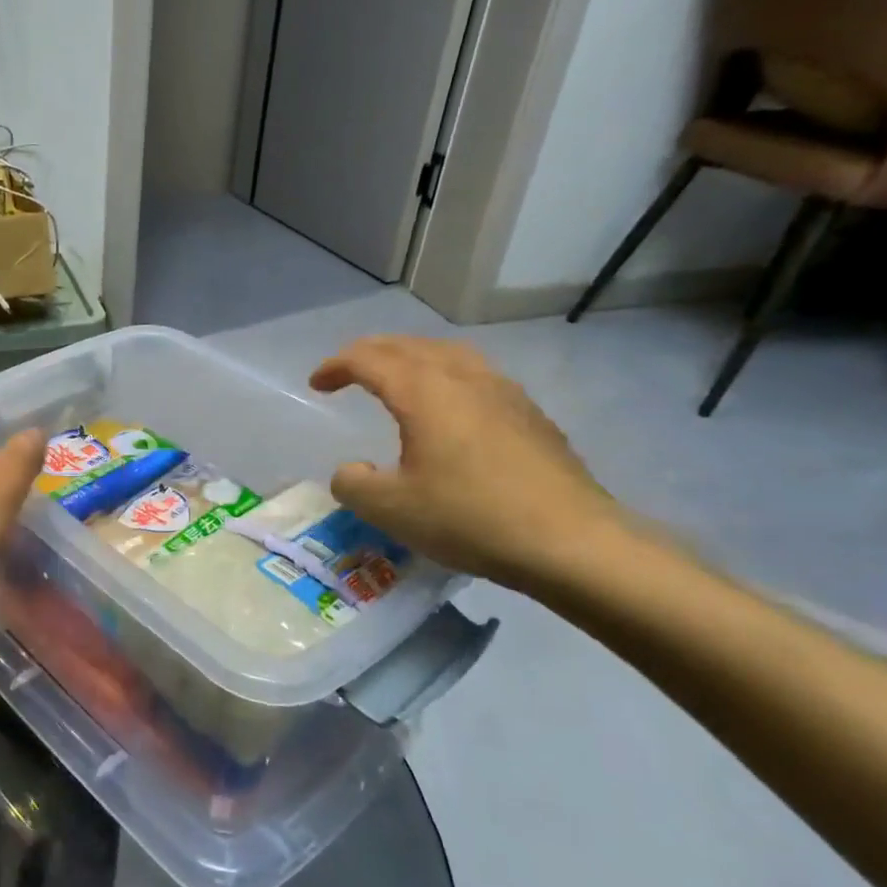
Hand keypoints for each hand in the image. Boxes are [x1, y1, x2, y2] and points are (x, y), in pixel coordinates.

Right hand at [309, 336, 622, 588]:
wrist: (571, 541)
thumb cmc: (469, 518)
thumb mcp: (390, 509)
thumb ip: (353, 484)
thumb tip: (352, 470)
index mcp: (424, 391)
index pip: (368, 359)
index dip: (336, 366)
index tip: (316, 384)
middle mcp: (464, 378)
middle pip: (409, 345)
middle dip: (371, 352)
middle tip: (347, 371)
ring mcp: (503, 392)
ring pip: (448, 353)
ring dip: (411, 358)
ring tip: (396, 377)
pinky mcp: (530, 414)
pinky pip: (475, 374)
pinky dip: (445, 376)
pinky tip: (450, 407)